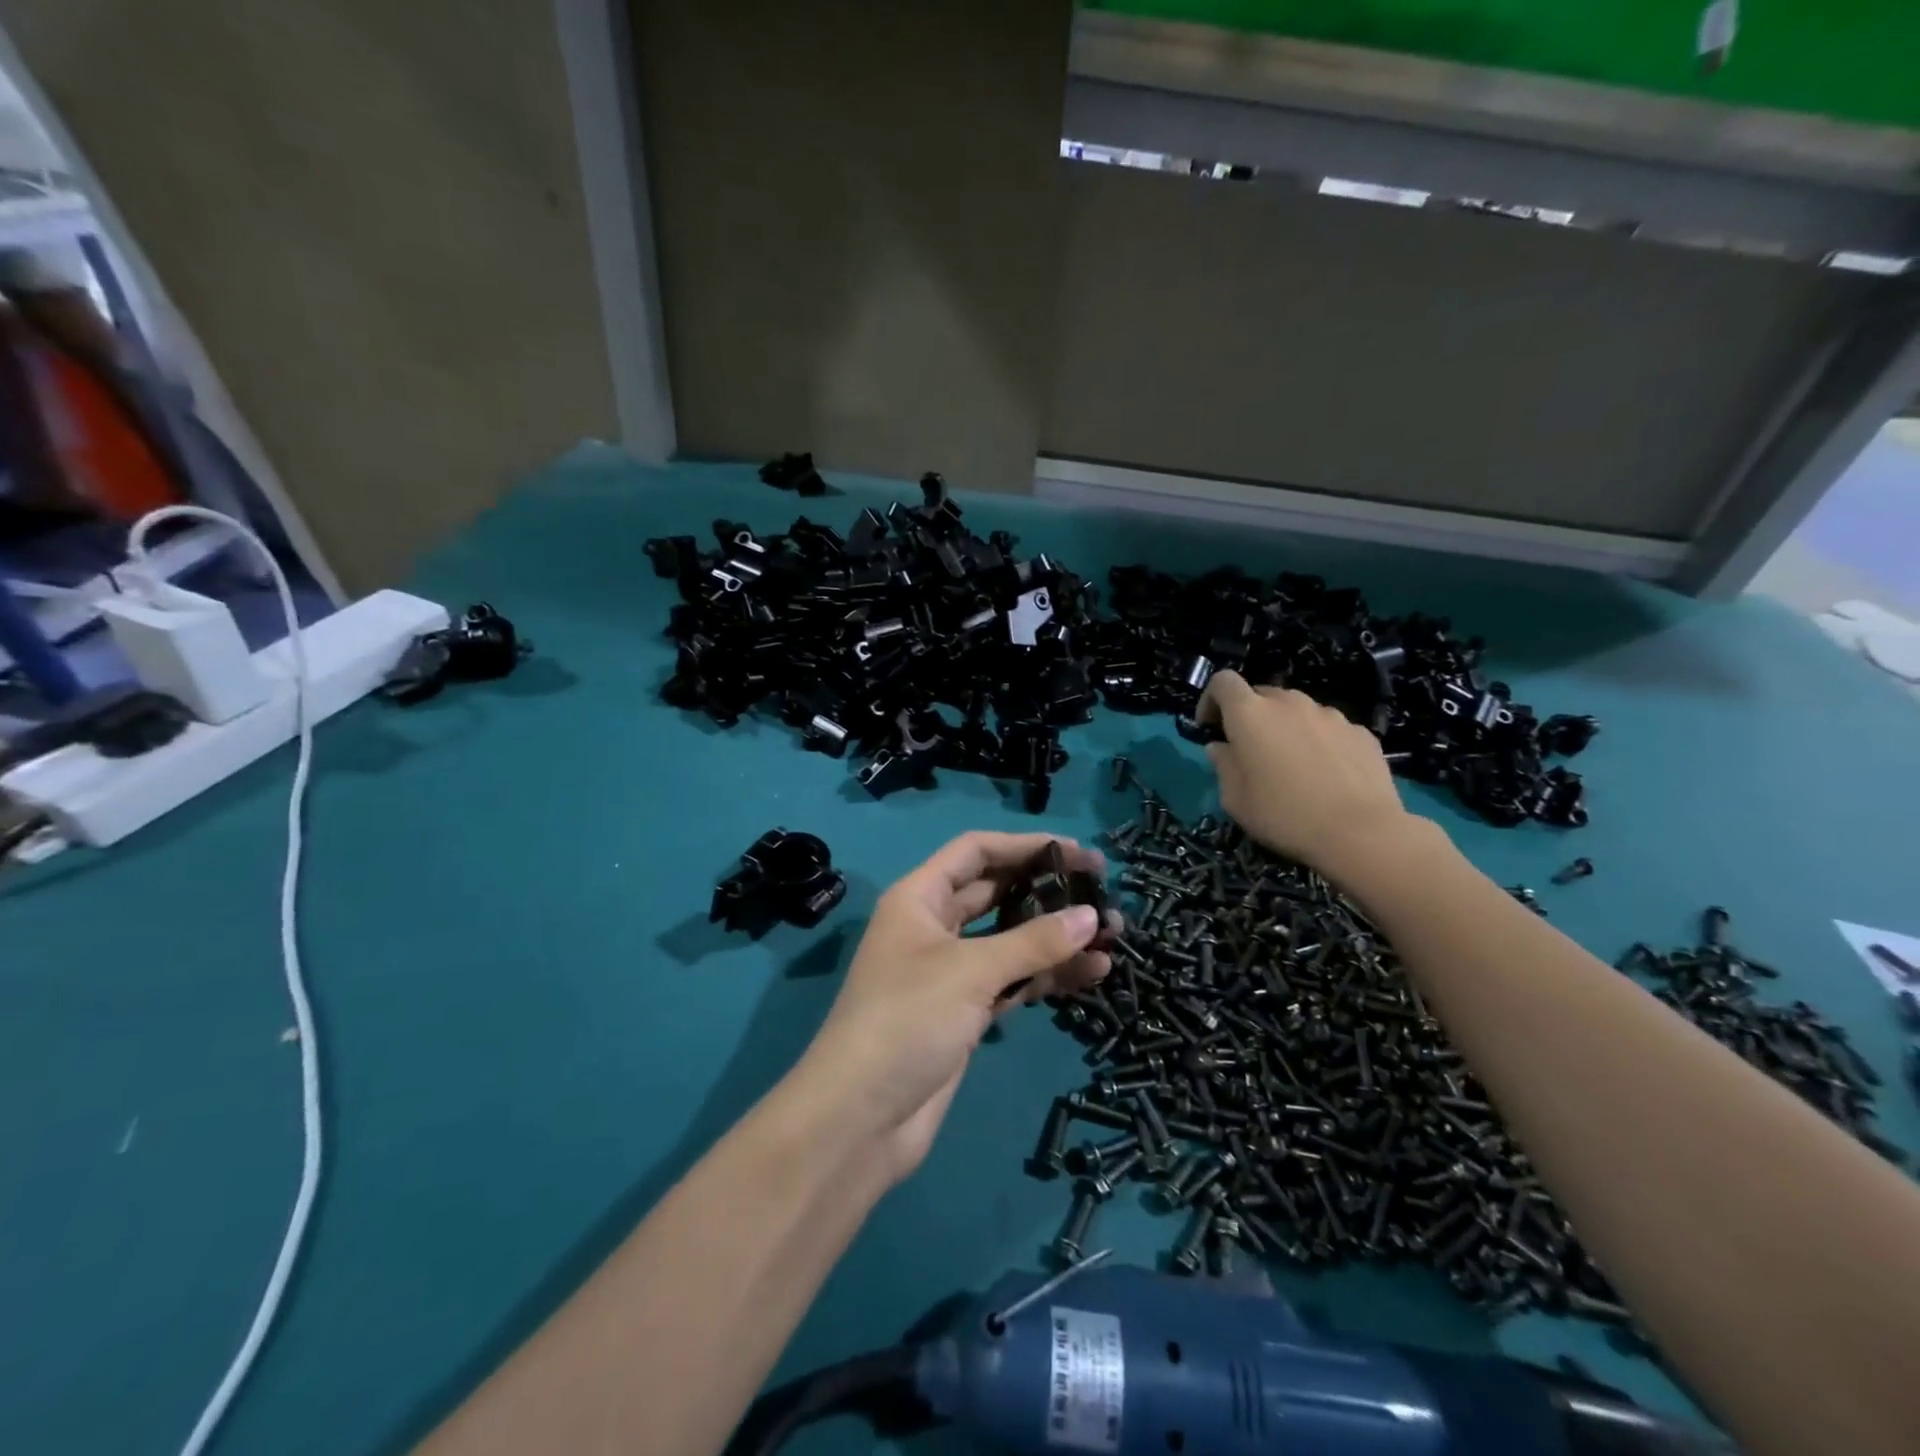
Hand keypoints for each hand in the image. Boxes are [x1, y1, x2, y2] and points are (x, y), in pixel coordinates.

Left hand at [795, 832, 1115, 1184]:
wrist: (860, 1118)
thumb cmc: (908, 1019)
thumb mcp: (971, 971)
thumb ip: (1034, 941)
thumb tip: (1092, 916)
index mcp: (919, 898)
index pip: (975, 852)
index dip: (1025, 846)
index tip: (1078, 852)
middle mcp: (934, 926)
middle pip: (997, 892)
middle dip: (1048, 890)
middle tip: (1103, 891)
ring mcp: (950, 972)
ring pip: (1010, 941)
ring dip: (1056, 938)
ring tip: (1113, 936)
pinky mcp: (965, 1012)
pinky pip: (1013, 981)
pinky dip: (1047, 976)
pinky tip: (1092, 974)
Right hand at [1196, 669, 1415, 882]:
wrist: (1360, 831)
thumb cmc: (1283, 814)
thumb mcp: (1235, 798)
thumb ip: (1223, 765)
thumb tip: (1222, 747)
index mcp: (1250, 713)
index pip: (1223, 682)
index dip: (1211, 699)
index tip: (1210, 727)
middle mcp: (1290, 703)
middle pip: (1262, 695)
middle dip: (1251, 716)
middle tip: (1251, 751)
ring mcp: (1329, 715)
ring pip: (1298, 711)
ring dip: (1287, 728)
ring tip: (1293, 765)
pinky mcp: (1361, 732)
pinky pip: (1329, 729)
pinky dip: (1319, 742)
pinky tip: (1326, 774)